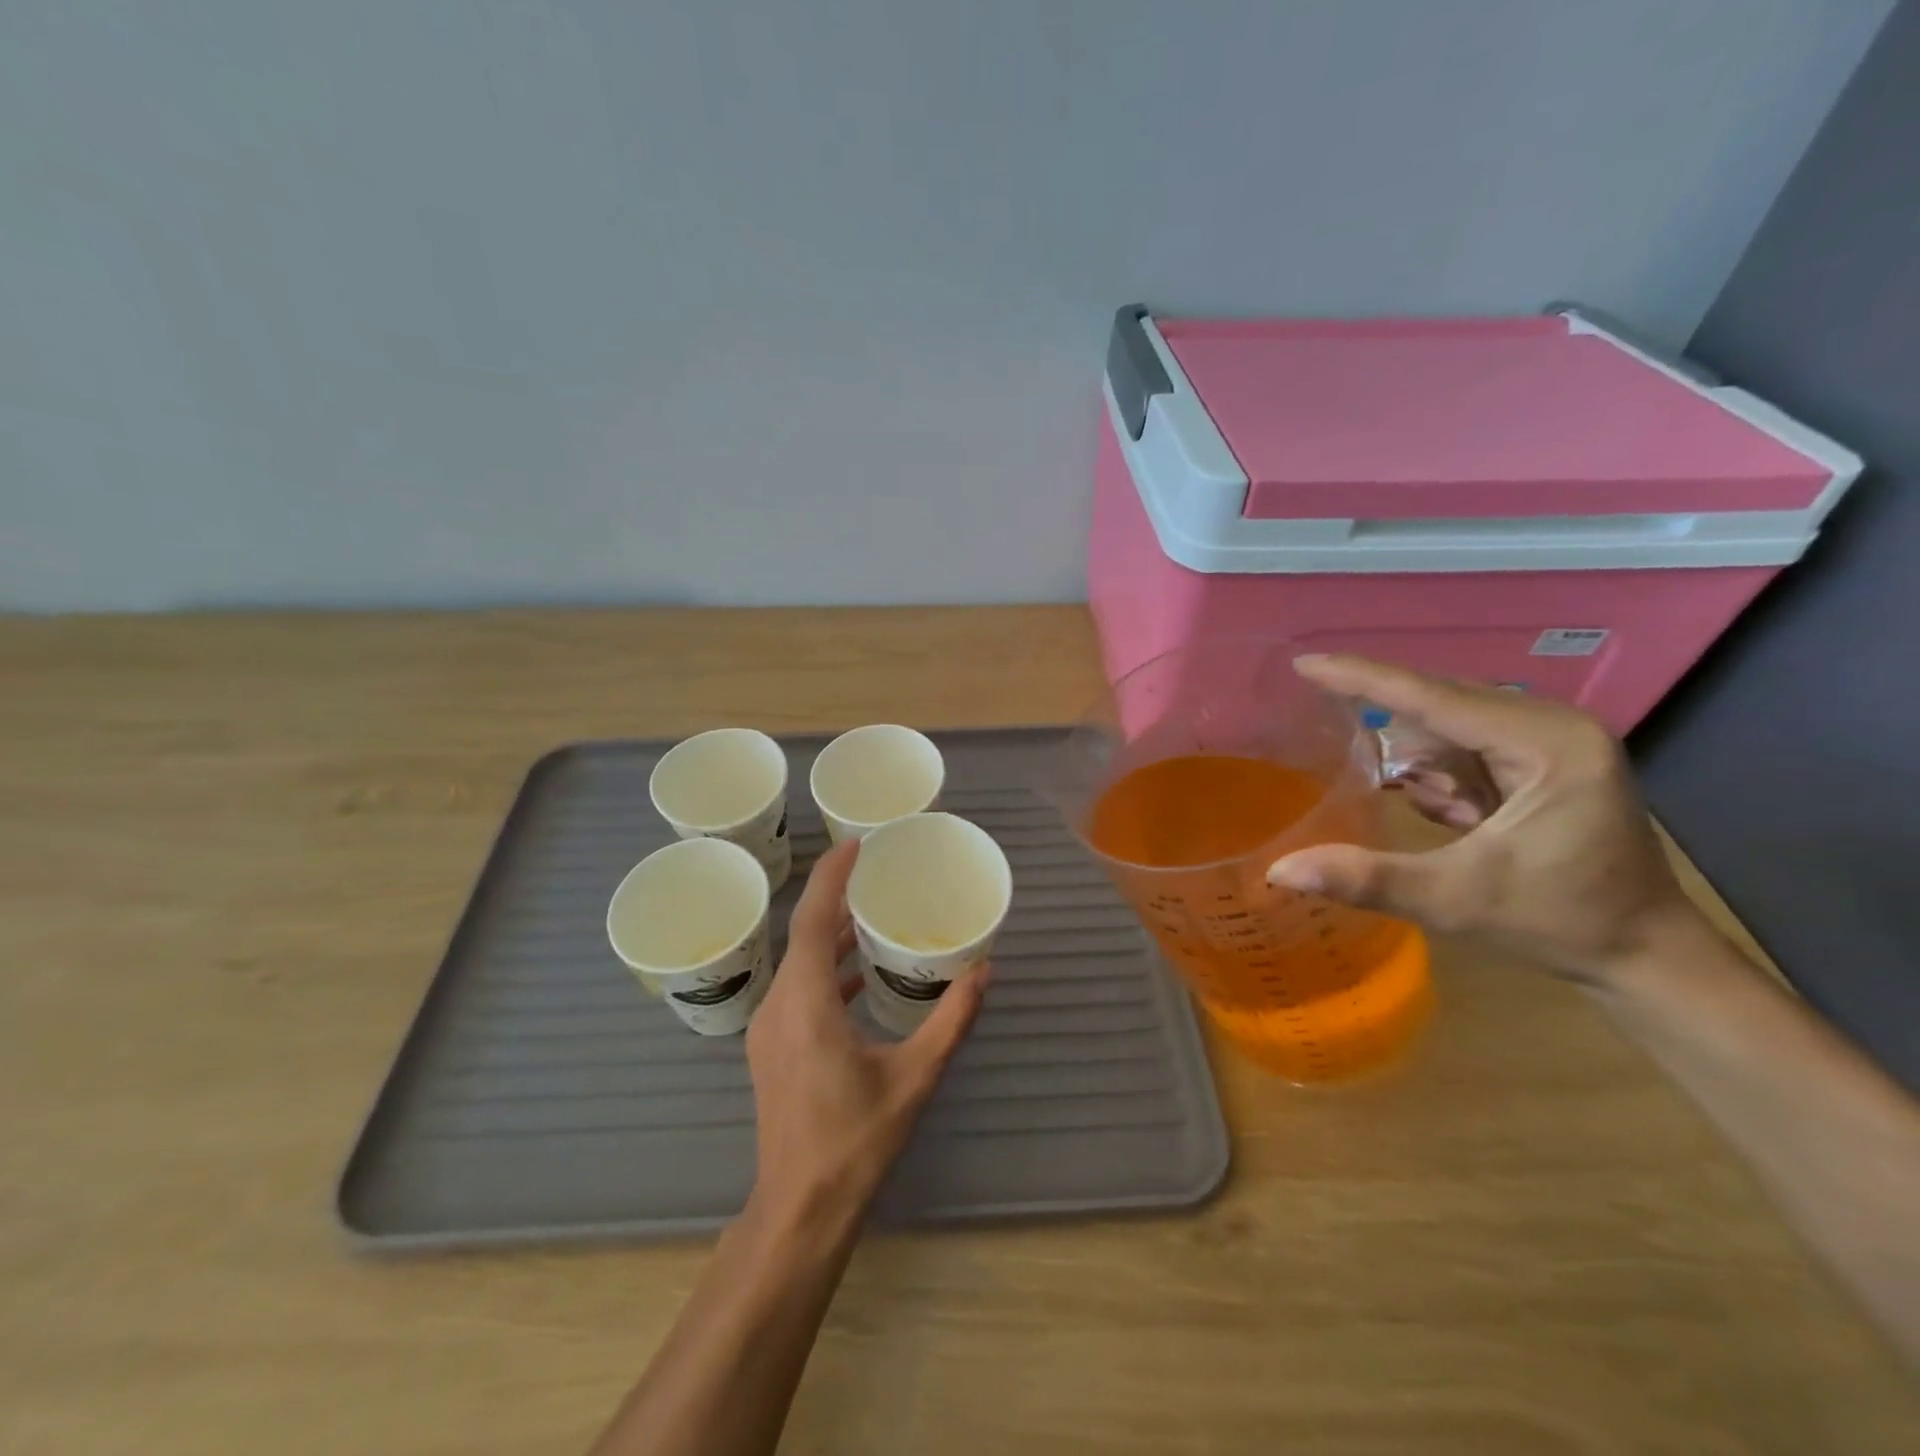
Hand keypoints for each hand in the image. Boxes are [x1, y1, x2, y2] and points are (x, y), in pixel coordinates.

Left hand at [744, 839, 988, 1228]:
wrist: (800, 1208)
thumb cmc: (856, 1141)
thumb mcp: (915, 1077)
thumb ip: (951, 1020)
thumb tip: (984, 971)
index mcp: (806, 1004)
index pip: (811, 920)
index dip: (832, 877)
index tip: (856, 844)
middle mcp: (779, 1005)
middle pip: (802, 934)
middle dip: (834, 898)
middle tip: (873, 871)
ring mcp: (769, 1028)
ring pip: (797, 962)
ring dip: (828, 935)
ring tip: (869, 914)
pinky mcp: (771, 1047)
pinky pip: (797, 988)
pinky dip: (824, 970)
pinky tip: (857, 976)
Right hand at [1267, 655, 1700, 983]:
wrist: (1646, 956)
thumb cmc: (1559, 923)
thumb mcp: (1456, 901)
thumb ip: (1368, 879)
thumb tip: (1280, 871)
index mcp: (1546, 744)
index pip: (1433, 697)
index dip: (1362, 678)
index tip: (1304, 664)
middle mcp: (1554, 725)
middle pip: (1441, 702)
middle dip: (1389, 724)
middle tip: (1329, 732)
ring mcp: (1555, 739)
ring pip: (1452, 724)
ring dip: (1421, 759)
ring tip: (1431, 810)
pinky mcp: (1549, 758)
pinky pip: (1470, 744)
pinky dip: (1441, 772)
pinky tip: (1448, 811)